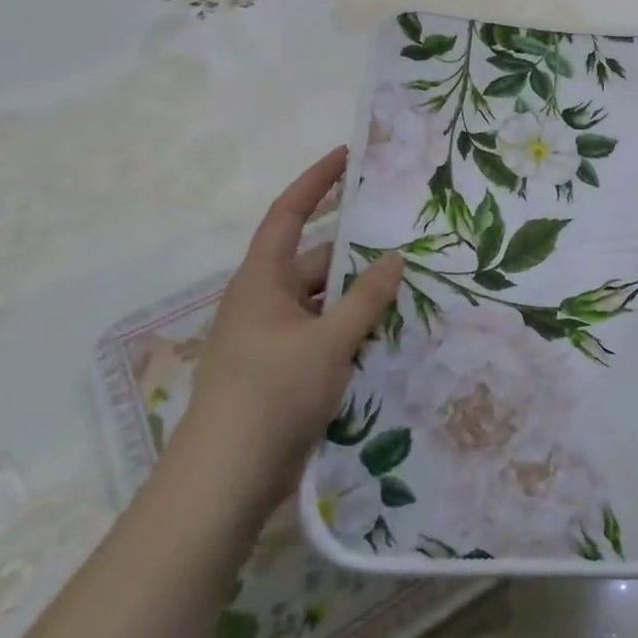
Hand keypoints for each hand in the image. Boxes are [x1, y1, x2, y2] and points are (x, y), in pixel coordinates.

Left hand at [178, 147, 403, 498]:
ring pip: (325, 302)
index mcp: (263, 280)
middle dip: (359, 253)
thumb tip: (396, 258)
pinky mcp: (285, 370)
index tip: (349, 156)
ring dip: (361, 298)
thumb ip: (366, 299)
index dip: (317, 181)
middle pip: (317, 261)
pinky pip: (325, 334)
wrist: (226, 480)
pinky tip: (389, 336)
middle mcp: (266, 301)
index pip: (290, 214)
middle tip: (408, 242)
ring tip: (411, 290)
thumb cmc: (271, 395)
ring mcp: (275, 338)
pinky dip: (353, 330)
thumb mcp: (328, 342)